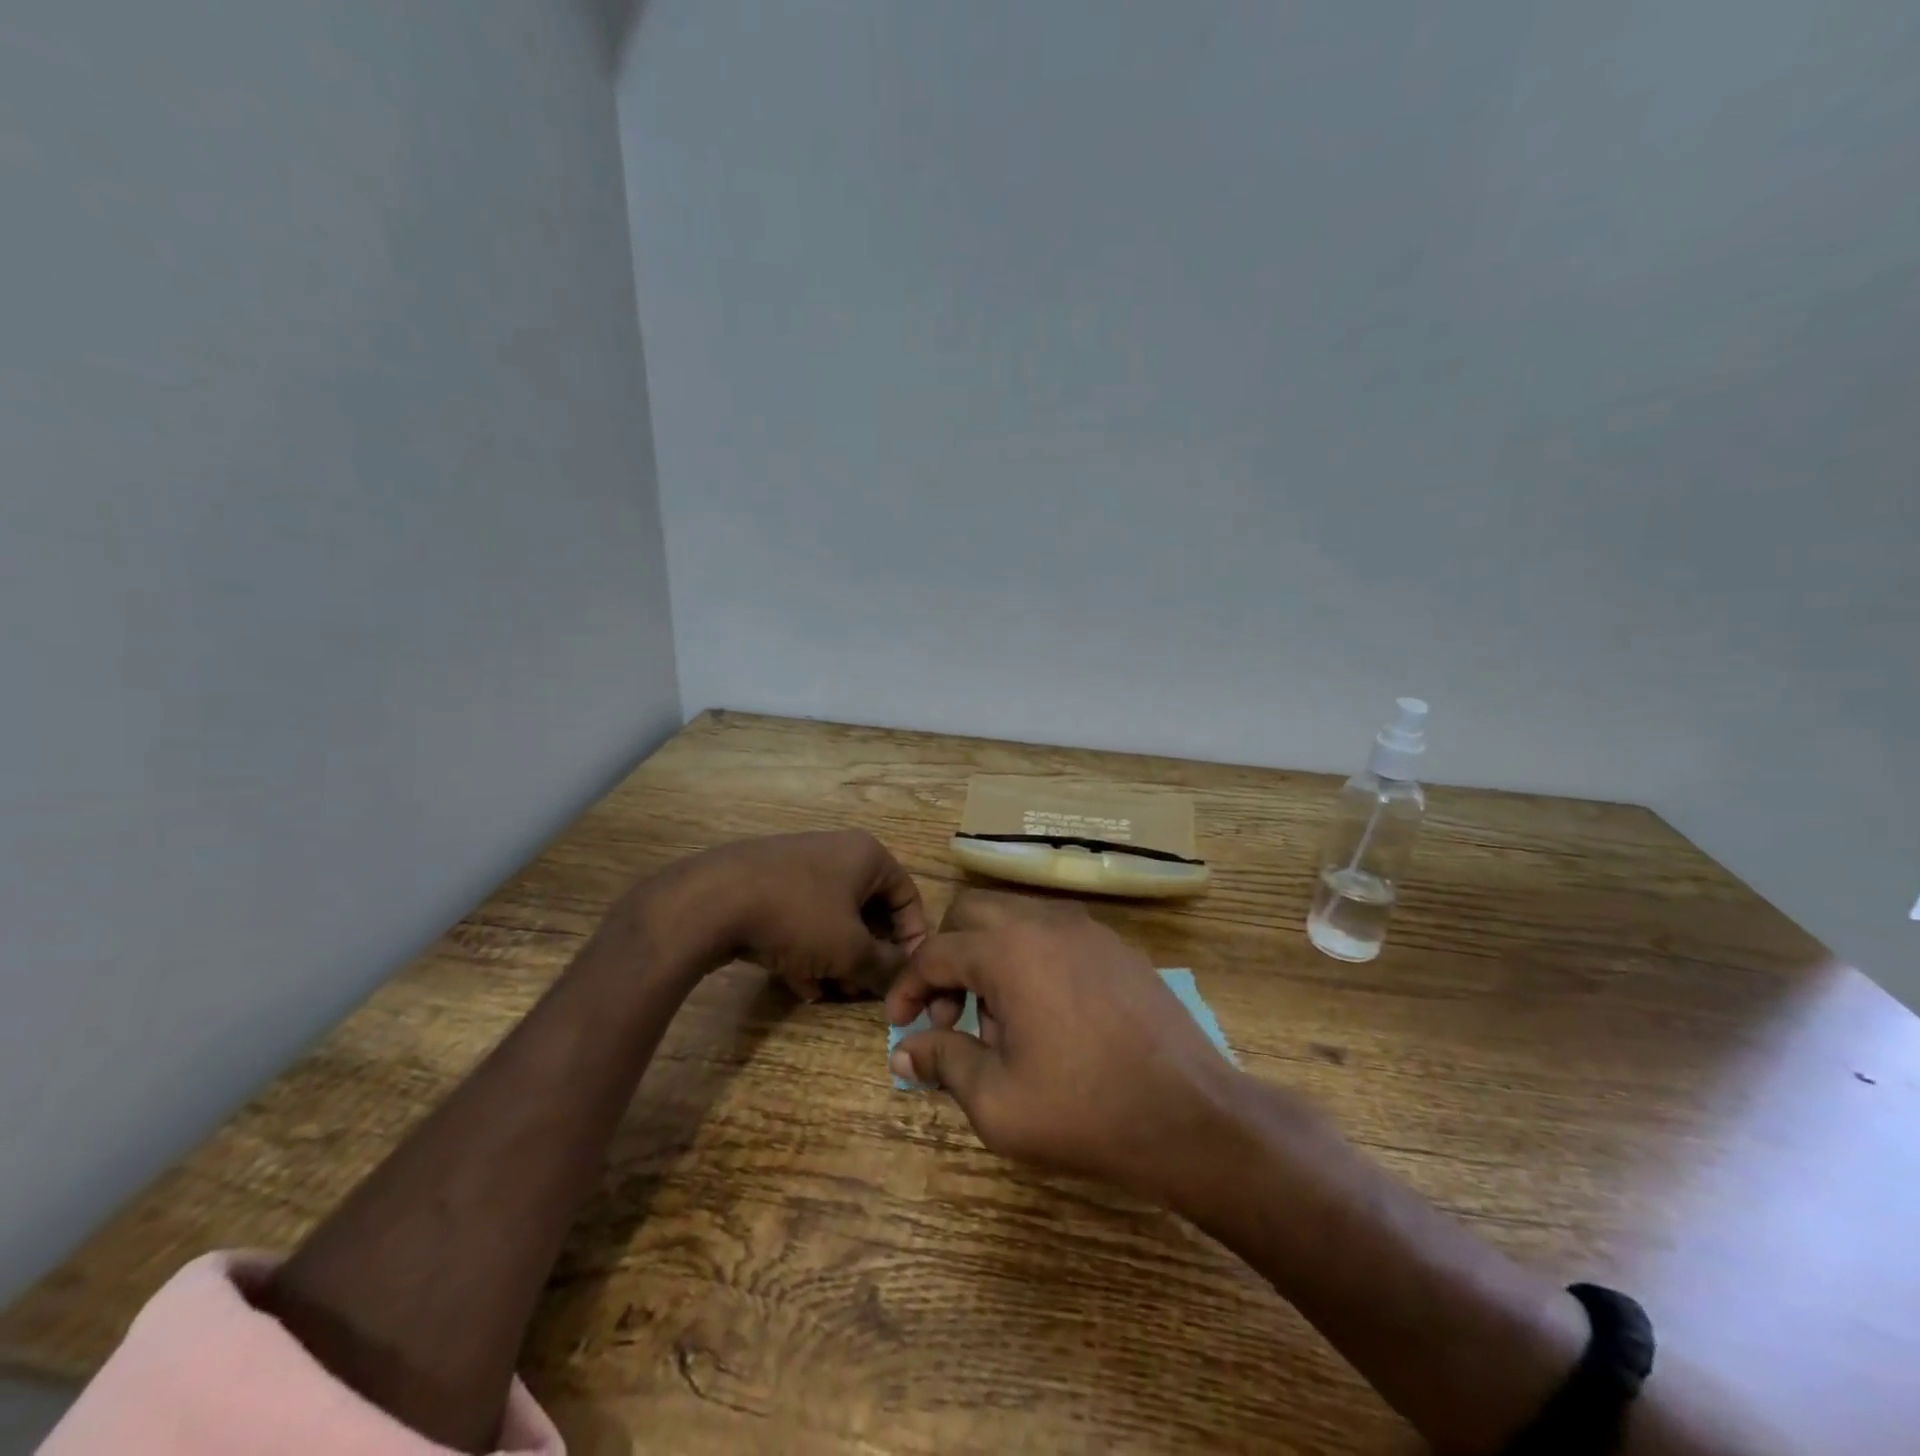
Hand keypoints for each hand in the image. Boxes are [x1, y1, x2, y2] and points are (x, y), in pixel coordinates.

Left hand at [650, 831, 928, 999]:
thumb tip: (904, 981)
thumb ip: (884, 967)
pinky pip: (801, 919)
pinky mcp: (767, 884)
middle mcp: (837, 853)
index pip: (908, 896)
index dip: (912, 939)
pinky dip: (807, 949)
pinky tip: (800, 984)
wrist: (712, 900)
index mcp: (867, 855)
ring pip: (833, 918)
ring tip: (832, 992)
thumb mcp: (850, 949)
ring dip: (839, 957)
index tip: (905, 975)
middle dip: (869, 954)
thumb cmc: (798, 916)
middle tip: (866, 990)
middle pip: (869, 909)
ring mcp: (798, 866)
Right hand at [885, 889, 1246, 1203]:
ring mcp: (1087, 929)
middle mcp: (1044, 922)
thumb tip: (906, 1050)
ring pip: (1013, 919)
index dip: (907, 987)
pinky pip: (1053, 934)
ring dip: (988, 957)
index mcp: (1008, 951)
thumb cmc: (1085, 1111)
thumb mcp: (997, 1102)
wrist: (1191, 1115)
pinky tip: (1045, 1015)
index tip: (900, 1024)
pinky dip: (1029, 959)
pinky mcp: (1116, 946)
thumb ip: (944, 1063)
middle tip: (949, 1015)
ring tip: (999, 1023)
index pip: (934, 952)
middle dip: (946, 958)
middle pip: (970, 914)